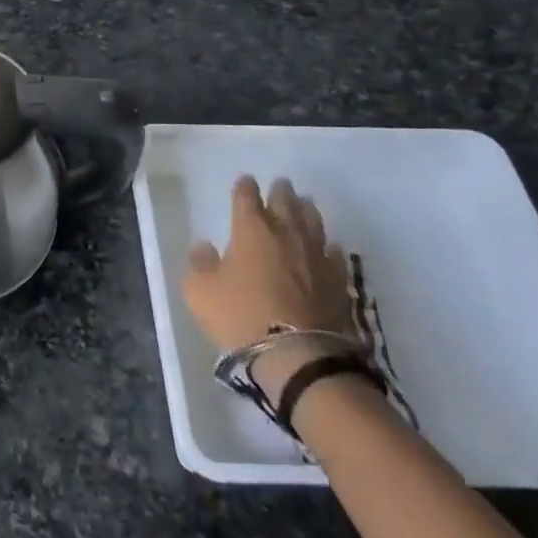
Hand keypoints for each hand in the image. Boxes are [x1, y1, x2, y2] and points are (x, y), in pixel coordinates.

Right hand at [183, 175, 356, 398]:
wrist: (298, 356)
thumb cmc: (240, 316)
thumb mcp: (200, 291)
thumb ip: (199, 264)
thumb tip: (205, 246)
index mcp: (250, 229)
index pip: (246, 196)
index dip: (244, 187)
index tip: (244, 182)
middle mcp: (286, 233)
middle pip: (285, 202)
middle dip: (280, 191)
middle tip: (280, 184)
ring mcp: (316, 255)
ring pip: (314, 222)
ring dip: (307, 210)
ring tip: (305, 204)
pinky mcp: (338, 280)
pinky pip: (334, 254)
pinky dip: (329, 246)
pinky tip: (329, 247)